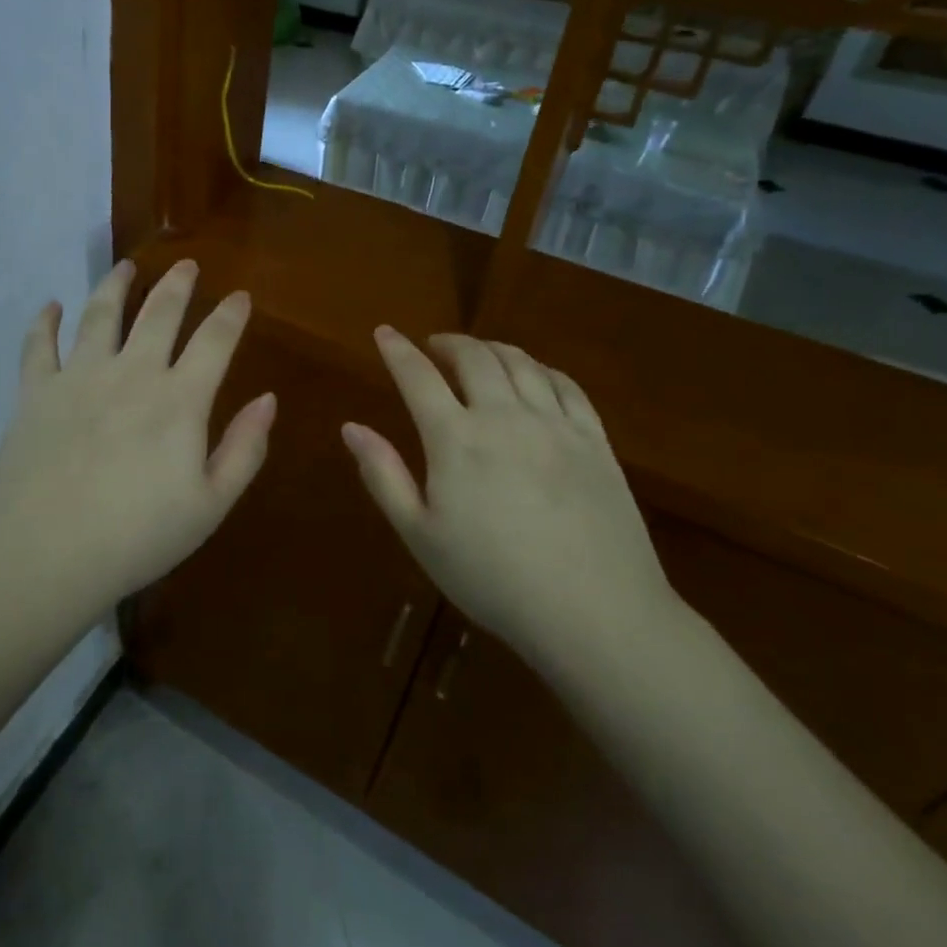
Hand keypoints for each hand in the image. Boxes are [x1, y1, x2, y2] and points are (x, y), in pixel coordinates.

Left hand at [0, 259, 274, 621]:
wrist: (46, 556)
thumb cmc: (137, 537)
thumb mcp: (210, 505)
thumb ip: (244, 449)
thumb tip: (268, 399)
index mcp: (178, 399)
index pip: (214, 341)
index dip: (231, 314)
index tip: (240, 295)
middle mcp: (131, 373)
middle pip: (158, 313)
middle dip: (178, 284)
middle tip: (186, 264)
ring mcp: (79, 377)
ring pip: (100, 314)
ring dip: (115, 284)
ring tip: (126, 266)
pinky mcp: (36, 392)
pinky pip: (38, 345)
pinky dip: (44, 321)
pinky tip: (50, 305)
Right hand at [342, 327, 676, 671]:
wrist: (595, 614)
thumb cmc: (493, 579)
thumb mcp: (420, 535)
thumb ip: (383, 475)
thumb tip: (351, 427)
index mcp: (455, 438)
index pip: (418, 376)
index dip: (397, 350)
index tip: (384, 332)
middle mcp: (504, 416)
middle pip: (473, 357)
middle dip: (448, 343)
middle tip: (433, 346)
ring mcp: (555, 424)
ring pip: (520, 363)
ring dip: (491, 348)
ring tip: (478, 354)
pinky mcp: (595, 440)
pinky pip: (566, 385)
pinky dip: (541, 368)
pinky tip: (534, 375)